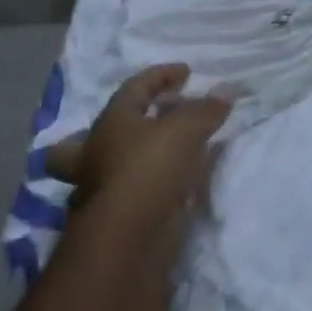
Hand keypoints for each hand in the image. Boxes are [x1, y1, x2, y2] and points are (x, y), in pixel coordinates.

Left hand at [45, 64, 231, 230]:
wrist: (129, 238)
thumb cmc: (150, 169)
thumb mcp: (186, 130)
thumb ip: (206, 109)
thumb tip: (227, 90)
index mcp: (110, 124)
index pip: (133, 89)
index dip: (160, 75)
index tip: (187, 72)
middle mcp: (97, 155)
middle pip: (84, 138)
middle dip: (110, 129)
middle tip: (143, 120)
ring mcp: (103, 189)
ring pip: (107, 169)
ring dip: (131, 160)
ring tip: (164, 155)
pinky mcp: (118, 217)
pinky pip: (134, 191)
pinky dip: (153, 185)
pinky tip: (176, 185)